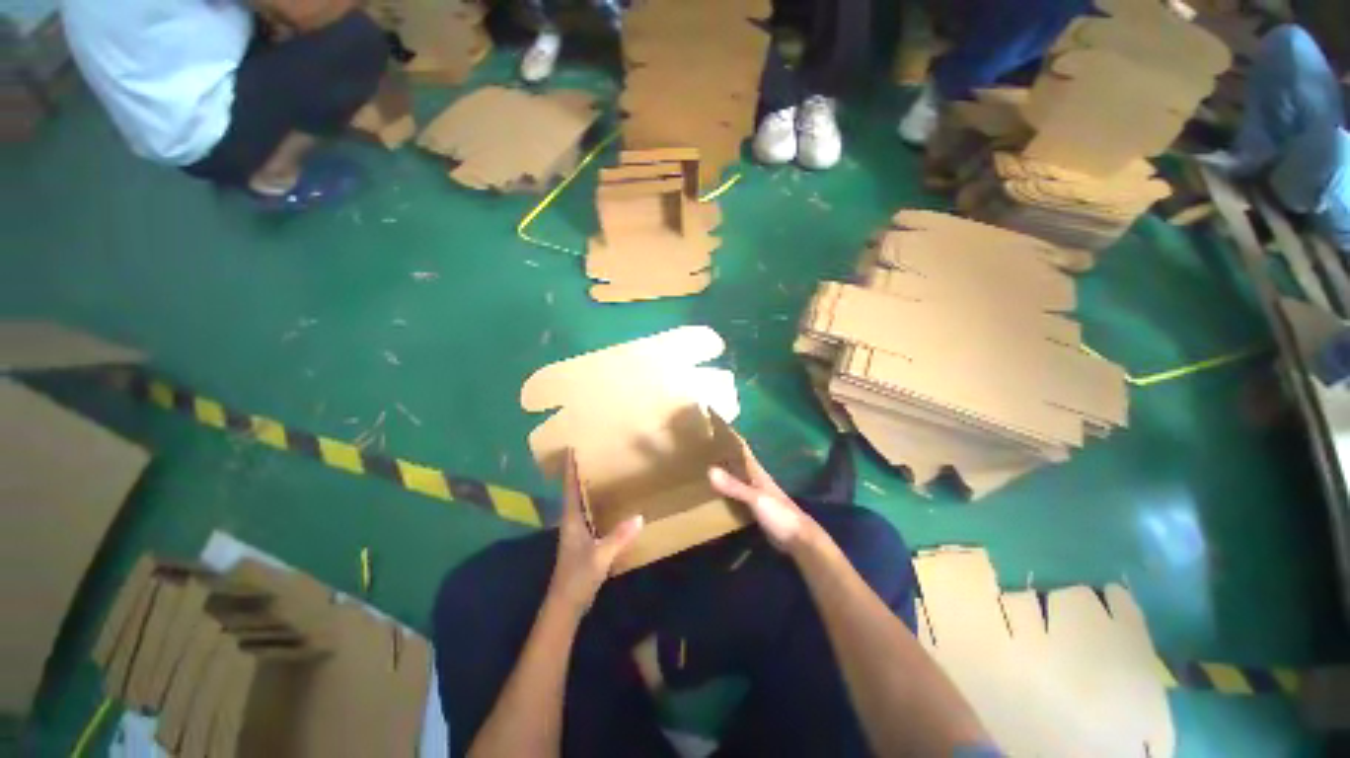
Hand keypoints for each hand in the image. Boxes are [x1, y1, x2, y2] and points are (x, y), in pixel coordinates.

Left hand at [547, 450, 643, 615]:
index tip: (569, 449)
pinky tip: (606, 503)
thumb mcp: (600, 556)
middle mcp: (571, 522)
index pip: (569, 489)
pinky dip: (593, 503)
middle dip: (577, 474)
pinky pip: (588, 515)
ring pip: (580, 503)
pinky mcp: (582, 542)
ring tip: (597, 472)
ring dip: (585, 488)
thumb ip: (618, 537)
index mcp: (571, 521)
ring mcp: (575, 533)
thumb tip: (639, 517)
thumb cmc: (578, 577)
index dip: (569, 469)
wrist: (567, 604)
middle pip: (572, 492)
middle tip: (588, 455)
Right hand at [708, 442, 816, 553]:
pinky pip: (736, 497)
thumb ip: (735, 486)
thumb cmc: (780, 514)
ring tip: (702, 470)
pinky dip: (726, 494)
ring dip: (723, 476)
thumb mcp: (756, 498)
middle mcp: (755, 480)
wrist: (798, 540)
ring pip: (736, 481)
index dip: (730, 440)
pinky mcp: (753, 510)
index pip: (742, 450)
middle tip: (700, 451)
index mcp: (757, 472)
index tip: (713, 431)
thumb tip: (710, 470)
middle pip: (737, 465)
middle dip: (722, 458)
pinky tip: (714, 496)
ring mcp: (755, 496)